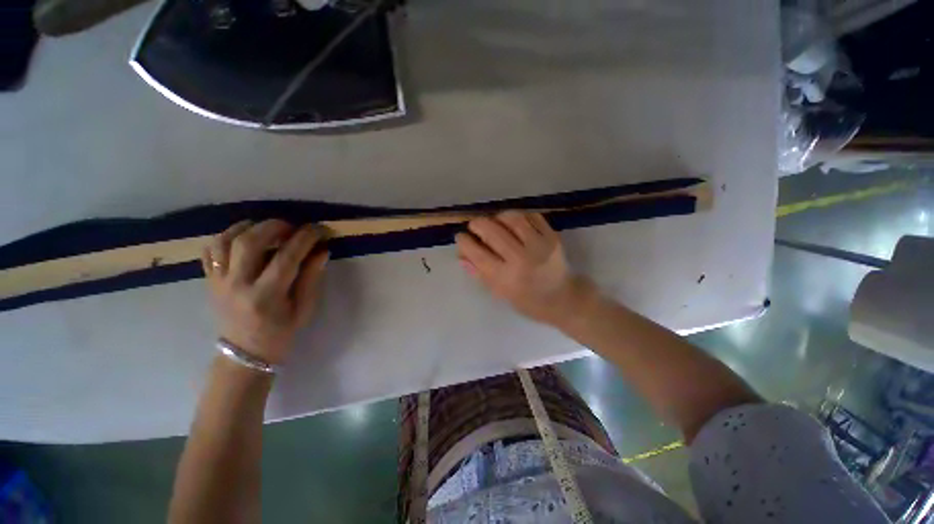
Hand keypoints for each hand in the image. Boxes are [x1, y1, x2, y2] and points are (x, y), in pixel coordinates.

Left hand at [201, 220, 328, 364]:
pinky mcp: (209, 281)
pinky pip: (210, 250)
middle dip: (274, 227)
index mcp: (266, 296)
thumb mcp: (305, 308)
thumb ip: (312, 277)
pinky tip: (243, 236)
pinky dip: (226, 236)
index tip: (319, 229)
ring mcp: (218, 282)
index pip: (287, 257)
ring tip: (267, 228)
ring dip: (248, 227)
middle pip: (249, 242)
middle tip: (292, 227)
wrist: (245, 352)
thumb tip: (321, 250)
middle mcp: (237, 285)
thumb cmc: (281, 332)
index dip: (305, 238)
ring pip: (225, 241)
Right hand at [455, 211, 593, 326]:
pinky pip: (532, 216)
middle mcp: (521, 259)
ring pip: (512, 218)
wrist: (563, 298)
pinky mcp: (552, 237)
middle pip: (492, 231)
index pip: (477, 253)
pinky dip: (519, 216)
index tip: (461, 236)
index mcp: (505, 278)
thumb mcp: (500, 292)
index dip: (464, 241)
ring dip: (497, 216)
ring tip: (494, 221)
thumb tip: (461, 255)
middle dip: (477, 224)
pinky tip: (514, 222)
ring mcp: (539, 245)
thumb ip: (480, 273)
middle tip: (474, 226)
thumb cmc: (527, 300)